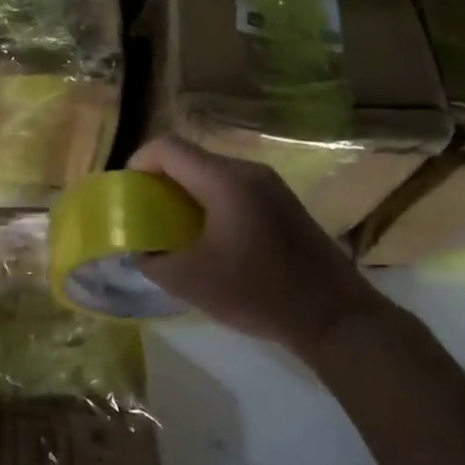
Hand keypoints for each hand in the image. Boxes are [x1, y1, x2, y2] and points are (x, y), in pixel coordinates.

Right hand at [128, 135, 388, 360]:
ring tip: (173, 226)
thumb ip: (153, 260)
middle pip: (190, 157)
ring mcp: (270, 185)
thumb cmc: (258, 293)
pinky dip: (210, 200)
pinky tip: (210, 236)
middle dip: (160, 179)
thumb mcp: (190, 282)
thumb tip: (140, 249)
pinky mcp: (283, 203)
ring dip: (186, 191)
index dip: (139, 163)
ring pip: (212, 172)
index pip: (168, 148)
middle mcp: (248, 171)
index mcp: (224, 180)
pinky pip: (234, 187)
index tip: (128, 193)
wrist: (336, 317)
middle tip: (145, 212)